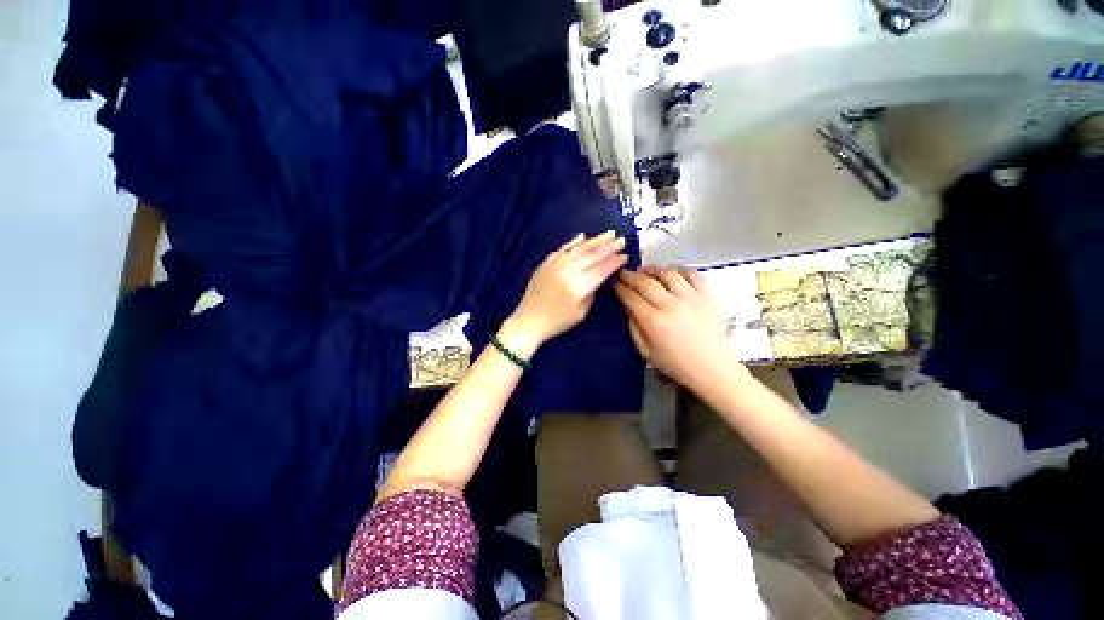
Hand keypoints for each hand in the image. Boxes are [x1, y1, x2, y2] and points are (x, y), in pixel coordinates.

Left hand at [504, 231, 628, 354]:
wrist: (529, 320)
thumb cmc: (557, 321)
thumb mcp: (581, 313)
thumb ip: (592, 292)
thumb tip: (599, 276)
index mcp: (577, 286)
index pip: (601, 269)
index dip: (614, 262)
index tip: (625, 255)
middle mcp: (567, 271)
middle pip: (592, 255)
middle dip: (609, 247)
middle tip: (622, 240)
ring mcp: (555, 264)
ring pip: (579, 248)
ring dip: (595, 240)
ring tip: (609, 234)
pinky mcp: (546, 262)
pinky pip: (563, 248)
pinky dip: (574, 242)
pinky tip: (583, 236)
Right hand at [614, 266, 742, 389]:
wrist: (712, 368)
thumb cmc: (675, 363)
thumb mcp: (646, 352)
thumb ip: (634, 328)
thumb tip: (627, 306)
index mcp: (654, 322)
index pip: (632, 298)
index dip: (621, 288)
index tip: (615, 282)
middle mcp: (671, 306)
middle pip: (646, 283)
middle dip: (631, 276)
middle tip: (624, 273)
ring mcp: (692, 298)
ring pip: (668, 274)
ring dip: (653, 269)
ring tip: (645, 270)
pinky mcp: (708, 296)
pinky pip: (693, 274)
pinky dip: (680, 269)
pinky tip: (671, 272)